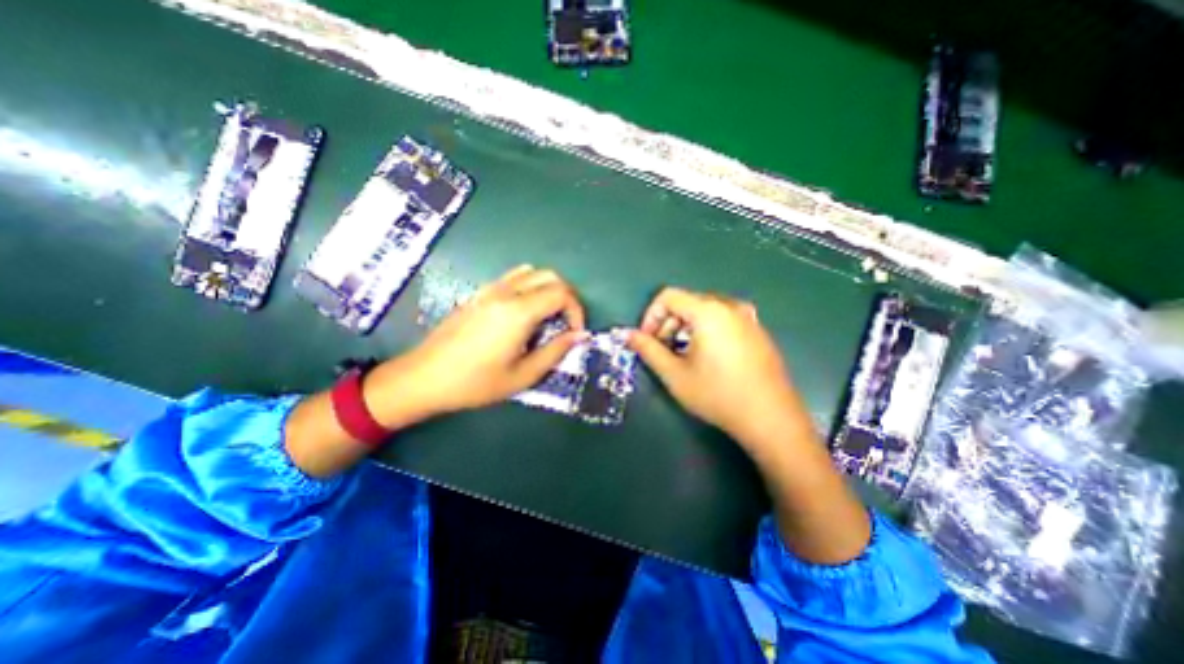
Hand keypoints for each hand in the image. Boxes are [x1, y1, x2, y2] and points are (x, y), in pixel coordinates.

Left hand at [362, 266, 580, 424]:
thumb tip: (580, 335)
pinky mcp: (479, 293)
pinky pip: (513, 278)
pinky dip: (531, 286)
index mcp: (518, 312)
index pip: (561, 293)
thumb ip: (555, 351)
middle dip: (567, 296)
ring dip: (549, 289)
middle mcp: (506, 292)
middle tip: (567, 322)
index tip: (575, 333)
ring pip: (532, 272)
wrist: (424, 378)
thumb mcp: (523, 375)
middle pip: (550, 276)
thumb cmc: (475, 383)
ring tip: (549, 316)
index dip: (576, 311)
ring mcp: (490, 289)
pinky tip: (525, 313)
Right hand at [628, 287, 867, 562]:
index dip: (650, 316)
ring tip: (683, 356)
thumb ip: (648, 350)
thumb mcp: (675, 374)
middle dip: (667, 323)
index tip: (647, 340)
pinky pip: (723, 319)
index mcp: (708, 311)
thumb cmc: (718, 395)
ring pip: (705, 311)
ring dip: (685, 327)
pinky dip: (706, 330)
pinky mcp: (758, 331)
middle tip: (662, 350)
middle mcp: (730, 306)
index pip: (668, 296)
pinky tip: (708, 358)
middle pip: (687, 302)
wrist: (771, 419)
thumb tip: (627, 335)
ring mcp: (748, 317)